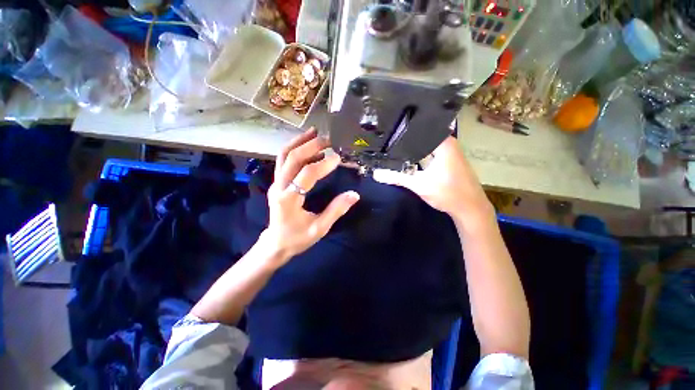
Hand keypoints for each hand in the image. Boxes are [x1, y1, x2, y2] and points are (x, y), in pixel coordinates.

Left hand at [262, 127, 359, 263]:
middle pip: (292, 158)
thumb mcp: (319, 228)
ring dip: (300, 141)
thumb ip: (336, 211)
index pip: (306, 175)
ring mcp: (275, 182)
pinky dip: (294, 148)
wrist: (276, 243)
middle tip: (329, 139)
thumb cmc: (297, 238)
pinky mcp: (277, 182)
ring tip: (315, 132)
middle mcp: (279, 187)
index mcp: (289, 200)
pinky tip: (307, 143)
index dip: (323, 165)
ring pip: (283, 155)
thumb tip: (354, 195)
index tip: (338, 158)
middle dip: (311, 145)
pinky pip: (283, 160)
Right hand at [373, 136, 492, 225]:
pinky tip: (406, 158)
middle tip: (384, 140)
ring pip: (424, 144)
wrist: (470, 208)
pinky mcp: (447, 159)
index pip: (417, 130)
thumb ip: (397, 177)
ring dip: (410, 148)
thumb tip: (376, 173)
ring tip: (391, 147)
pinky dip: (417, 155)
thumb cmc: (448, 194)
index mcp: (443, 142)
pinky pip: (428, 152)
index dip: (400, 132)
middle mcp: (447, 142)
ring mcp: (448, 151)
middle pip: (419, 137)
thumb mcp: (420, 185)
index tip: (385, 133)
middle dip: (403, 140)